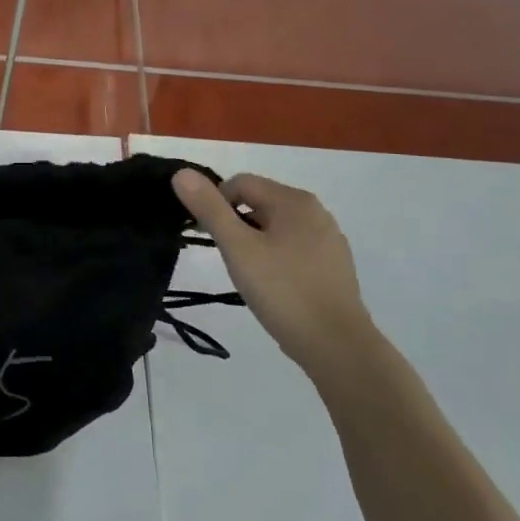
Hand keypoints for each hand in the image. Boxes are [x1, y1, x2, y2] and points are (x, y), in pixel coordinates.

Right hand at [173, 169, 376, 377]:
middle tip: (226, 258)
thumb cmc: (283, 291)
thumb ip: (209, 208)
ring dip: (254, 242)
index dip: (215, 203)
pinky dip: (275, 258)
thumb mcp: (237, 248)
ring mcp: (329, 240)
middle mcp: (316, 212)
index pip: (241, 183)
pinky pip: (294, 248)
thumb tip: (182, 173)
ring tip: (247, 275)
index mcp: (294, 201)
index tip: (206, 236)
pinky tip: (272, 286)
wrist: (337, 346)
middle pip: (260, 203)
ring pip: (276, 228)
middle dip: (235, 224)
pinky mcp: (334, 266)